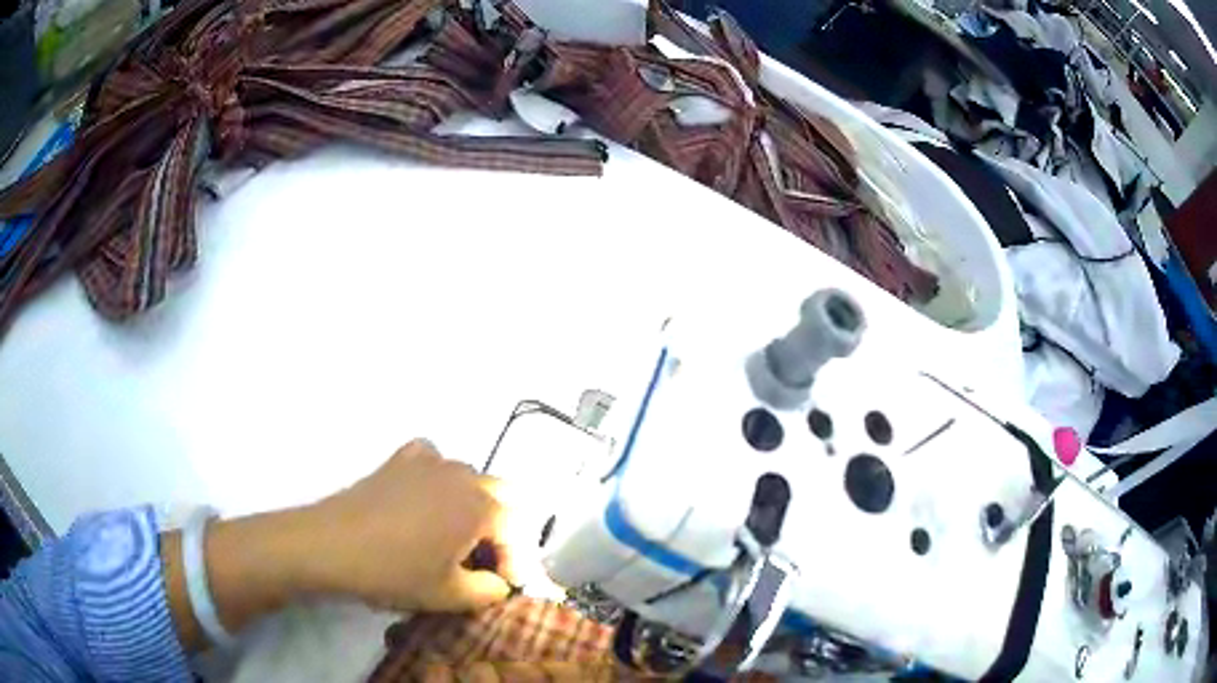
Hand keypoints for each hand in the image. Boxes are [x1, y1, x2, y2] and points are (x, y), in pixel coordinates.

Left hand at [303, 439, 514, 611]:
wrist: (331, 545)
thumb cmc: (394, 572)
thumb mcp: (450, 595)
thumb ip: (490, 591)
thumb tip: (500, 583)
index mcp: (480, 507)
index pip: (518, 533)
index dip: (518, 564)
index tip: (508, 587)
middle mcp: (462, 475)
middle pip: (503, 497)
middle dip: (504, 530)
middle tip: (487, 561)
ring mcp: (430, 461)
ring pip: (470, 477)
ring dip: (475, 505)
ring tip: (457, 537)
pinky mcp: (401, 459)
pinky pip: (434, 461)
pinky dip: (440, 479)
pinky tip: (428, 498)